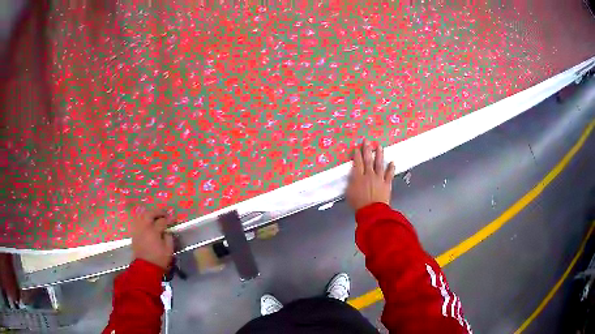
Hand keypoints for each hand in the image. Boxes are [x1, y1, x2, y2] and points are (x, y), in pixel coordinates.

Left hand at [131, 207, 175, 269]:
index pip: (162, 221)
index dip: (169, 219)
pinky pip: (138, 222)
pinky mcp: (134, 234)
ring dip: (149, 214)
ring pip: (142, 216)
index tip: (173, 219)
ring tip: (155, 216)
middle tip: (164, 213)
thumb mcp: (169, 250)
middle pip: (150, 214)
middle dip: (158, 212)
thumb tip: (168, 231)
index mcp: (154, 231)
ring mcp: (138, 230)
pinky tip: (147, 223)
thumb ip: (169, 238)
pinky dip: (143, 220)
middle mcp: (145, 228)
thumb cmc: (159, 260)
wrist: (145, 268)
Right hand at [346, 140, 395, 210]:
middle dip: (367, 149)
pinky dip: (391, 168)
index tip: (357, 148)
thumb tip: (352, 176)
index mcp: (358, 177)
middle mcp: (369, 175)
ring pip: (379, 164)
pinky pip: (389, 174)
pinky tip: (392, 162)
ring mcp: (379, 178)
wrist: (372, 211)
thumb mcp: (349, 193)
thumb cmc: (358, 204)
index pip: (357, 163)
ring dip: (379, 154)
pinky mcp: (387, 184)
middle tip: (367, 141)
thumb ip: (351, 183)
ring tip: (379, 146)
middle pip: (368, 160)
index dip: (357, 154)